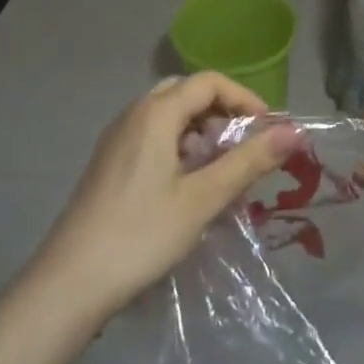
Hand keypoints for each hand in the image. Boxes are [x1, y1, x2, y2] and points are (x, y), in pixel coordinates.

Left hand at [28, 72, 299, 323]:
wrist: (70, 282)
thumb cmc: (142, 234)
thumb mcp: (203, 199)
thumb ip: (249, 161)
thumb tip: (294, 132)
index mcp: (156, 113)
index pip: (209, 82)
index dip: (243, 98)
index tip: (267, 129)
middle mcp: (133, 114)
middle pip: (186, 93)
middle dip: (221, 112)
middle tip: (243, 146)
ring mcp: (116, 138)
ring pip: (167, 115)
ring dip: (199, 130)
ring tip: (219, 169)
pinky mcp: (108, 163)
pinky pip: (151, 135)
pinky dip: (177, 145)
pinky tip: (186, 185)